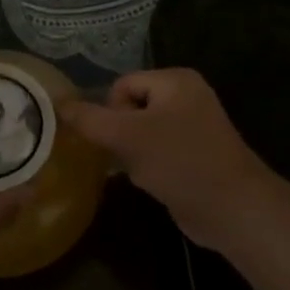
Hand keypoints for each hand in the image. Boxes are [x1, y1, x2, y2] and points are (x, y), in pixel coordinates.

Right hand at [61, 69, 281, 252]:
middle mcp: (186, 96)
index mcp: (176, 80)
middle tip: (130, 157)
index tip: (118, 139)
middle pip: (130, 108)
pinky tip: (153, 183)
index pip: (121, 85)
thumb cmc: (180, 162)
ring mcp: (193, 127)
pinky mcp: (193, 155)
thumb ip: (89, 119)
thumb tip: (57, 102)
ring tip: (144, 172)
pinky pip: (157, 152)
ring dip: (133, 154)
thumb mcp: (127, 136)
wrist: (232, 209)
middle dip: (122, 136)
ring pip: (140, 133)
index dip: (111, 112)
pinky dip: (149, 166)